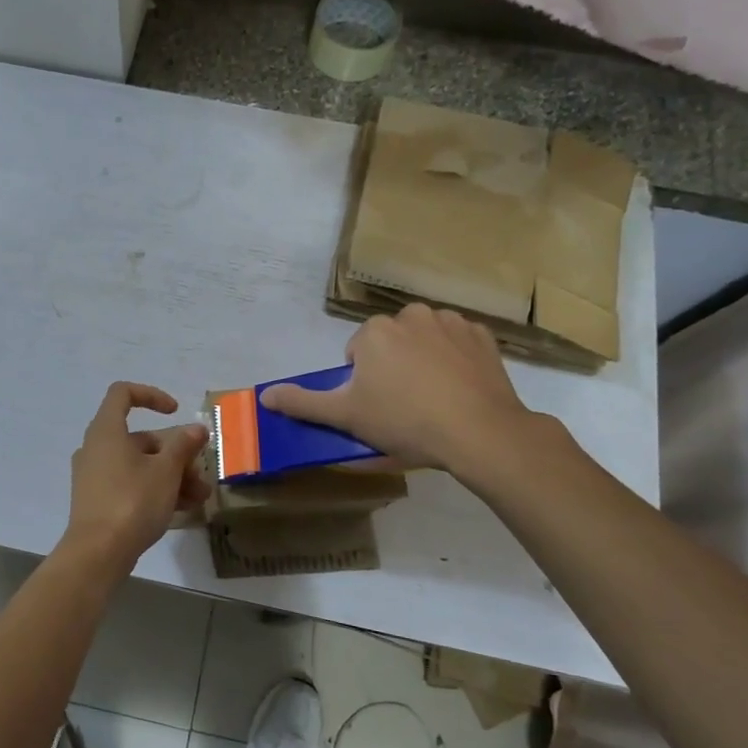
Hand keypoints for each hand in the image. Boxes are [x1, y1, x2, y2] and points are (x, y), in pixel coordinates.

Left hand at [62, 383, 210, 567]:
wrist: (98, 553)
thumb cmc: (132, 501)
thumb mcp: (166, 471)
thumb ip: (183, 445)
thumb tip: (196, 429)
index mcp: (106, 431)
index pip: (123, 394)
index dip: (152, 395)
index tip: (176, 412)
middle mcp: (96, 448)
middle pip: (140, 438)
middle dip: (175, 453)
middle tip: (200, 474)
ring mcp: (94, 476)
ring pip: (139, 465)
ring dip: (171, 476)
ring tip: (199, 498)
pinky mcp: (97, 500)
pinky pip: (130, 484)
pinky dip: (155, 490)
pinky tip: (182, 509)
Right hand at [260, 305, 543, 489]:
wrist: (479, 432)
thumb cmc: (405, 422)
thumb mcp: (346, 417)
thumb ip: (303, 403)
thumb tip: (265, 395)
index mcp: (374, 332)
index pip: (358, 353)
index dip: (364, 383)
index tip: (378, 408)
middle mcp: (410, 315)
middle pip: (391, 342)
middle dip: (393, 366)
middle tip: (404, 406)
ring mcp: (451, 321)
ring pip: (424, 339)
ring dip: (423, 359)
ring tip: (434, 398)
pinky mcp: (483, 335)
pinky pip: (458, 343)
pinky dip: (456, 359)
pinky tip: (460, 388)